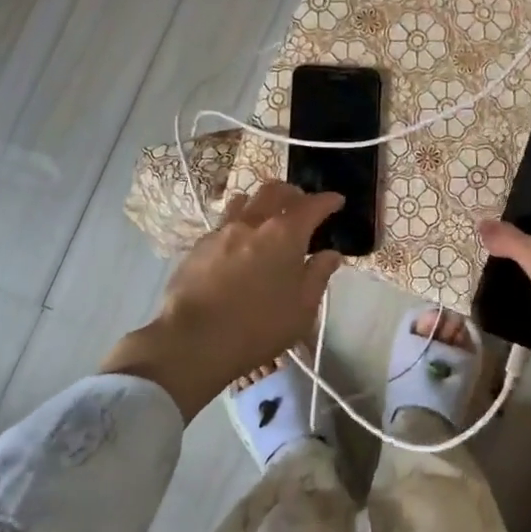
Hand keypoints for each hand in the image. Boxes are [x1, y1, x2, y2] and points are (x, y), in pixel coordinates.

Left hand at [103, 181, 343, 419]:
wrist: (193, 340)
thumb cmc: (258, 327)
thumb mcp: (303, 309)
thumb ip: (318, 275)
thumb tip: (331, 254)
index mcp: (285, 234)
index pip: (312, 205)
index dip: (327, 200)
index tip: (337, 201)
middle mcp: (253, 223)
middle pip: (274, 191)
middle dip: (292, 193)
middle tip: (302, 204)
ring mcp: (222, 232)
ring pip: (244, 200)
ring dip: (261, 201)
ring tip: (267, 215)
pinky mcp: (198, 246)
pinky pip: (223, 223)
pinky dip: (238, 223)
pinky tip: (238, 242)